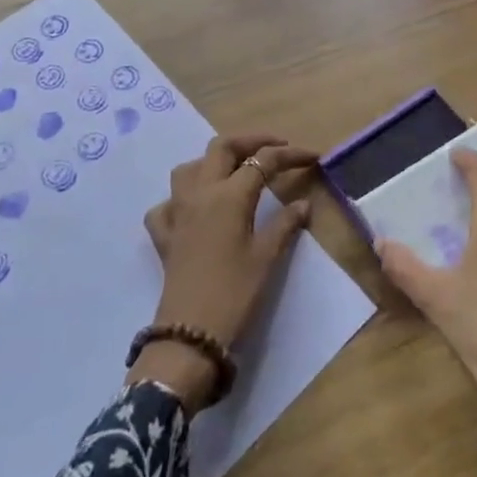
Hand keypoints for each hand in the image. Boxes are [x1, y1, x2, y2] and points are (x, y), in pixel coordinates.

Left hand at [128, 133, 317, 412]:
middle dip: (251, 141)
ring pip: (190, 167)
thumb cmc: (235, 294)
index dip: (290, 155)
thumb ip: (285, 224)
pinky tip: (194, 209)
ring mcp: (177, 212)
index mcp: (229, 195)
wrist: (190, 335)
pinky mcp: (164, 236)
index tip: (313, 156)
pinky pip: (166, 204)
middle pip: (222, 147)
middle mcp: (201, 193)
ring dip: (213, 161)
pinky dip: (180, 199)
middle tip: (276, 149)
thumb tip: (303, 204)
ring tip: (235, 171)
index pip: (263, 161)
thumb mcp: (267, 257)